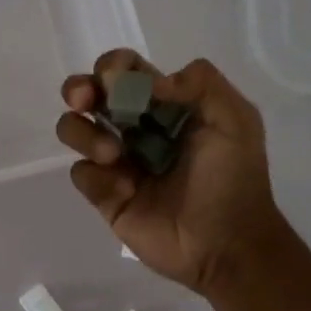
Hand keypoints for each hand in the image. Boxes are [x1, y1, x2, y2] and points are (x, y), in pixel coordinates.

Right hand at [56, 50, 285, 294]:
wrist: (228, 244)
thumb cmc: (234, 179)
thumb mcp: (235, 120)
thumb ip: (202, 83)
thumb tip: (153, 82)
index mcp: (165, 104)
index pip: (127, 70)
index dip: (114, 66)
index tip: (115, 79)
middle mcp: (135, 127)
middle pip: (89, 94)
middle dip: (78, 89)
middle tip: (84, 100)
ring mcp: (117, 162)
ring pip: (74, 129)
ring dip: (84, 133)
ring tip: (113, 155)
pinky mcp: (105, 196)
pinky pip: (81, 174)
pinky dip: (97, 177)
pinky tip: (126, 191)